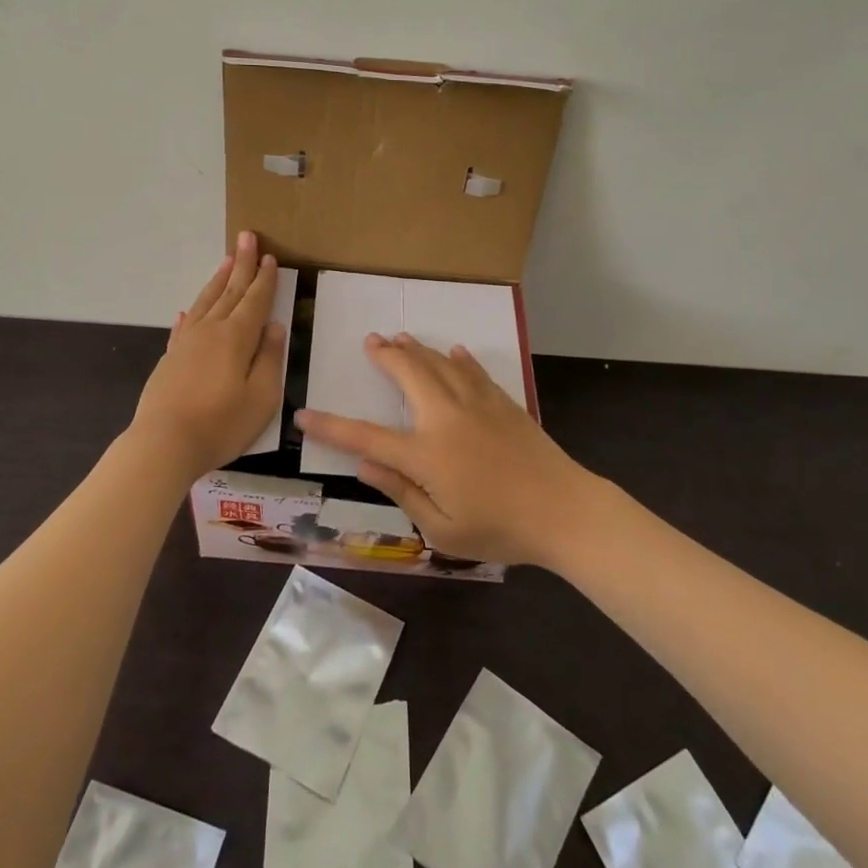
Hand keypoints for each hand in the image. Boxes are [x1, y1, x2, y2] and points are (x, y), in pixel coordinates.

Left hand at [130, 231, 287, 477]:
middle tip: (247, 237)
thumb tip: (274, 327)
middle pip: (230, 291)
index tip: (269, 256)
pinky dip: (191, 313)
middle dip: (241, 264)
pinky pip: (183, 326)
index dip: (264, 278)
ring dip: (218, 280)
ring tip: (225, 260)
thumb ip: (269, 359)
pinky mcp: (170, 358)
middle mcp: (210, 331)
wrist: (163, 444)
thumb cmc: (220, 424)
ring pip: (206, 302)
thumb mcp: (261, 397)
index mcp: (237, 338)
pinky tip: (189, 309)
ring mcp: (186, 343)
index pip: (255, 300)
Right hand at [295, 332, 598, 566]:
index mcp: (426, 453)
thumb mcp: (442, 528)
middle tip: (370, 341)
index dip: (331, 427)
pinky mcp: (503, 402)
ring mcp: (477, 404)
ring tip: (399, 338)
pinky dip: (460, 359)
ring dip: (416, 349)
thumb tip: (363, 466)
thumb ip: (401, 492)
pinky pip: (475, 371)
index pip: (366, 437)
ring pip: (439, 364)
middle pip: (408, 374)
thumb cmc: (500, 529)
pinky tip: (454, 351)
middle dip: (384, 356)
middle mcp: (446, 417)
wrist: (563, 510)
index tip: (304, 415)